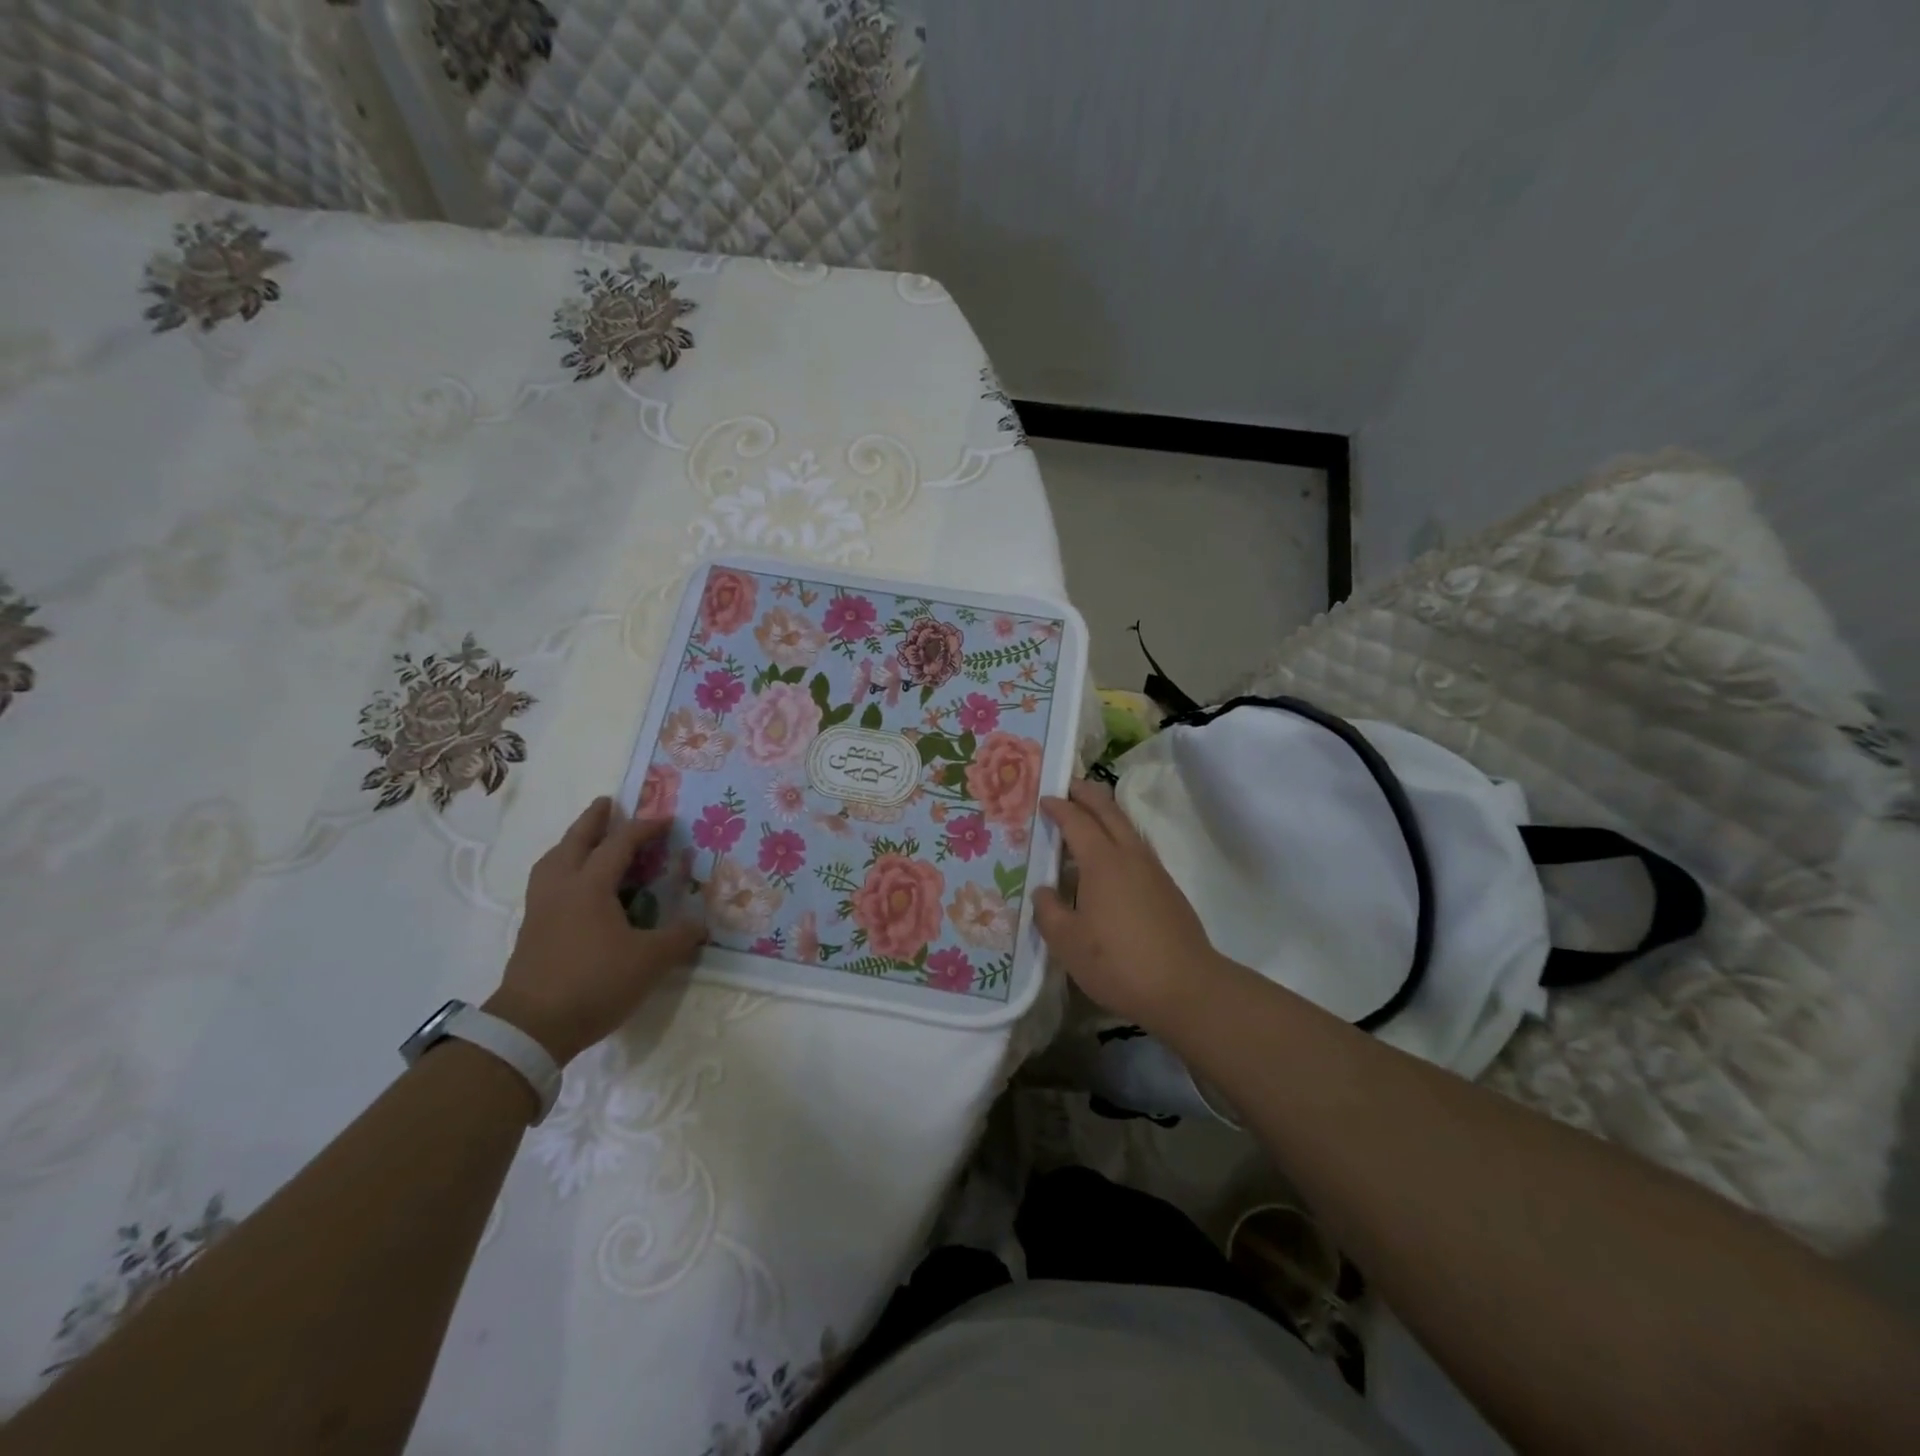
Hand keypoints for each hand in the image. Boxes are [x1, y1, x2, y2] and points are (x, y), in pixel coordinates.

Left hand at [487, 798, 704, 1064]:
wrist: (532, 1027)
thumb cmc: (595, 983)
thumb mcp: (650, 960)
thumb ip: (679, 937)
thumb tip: (700, 923)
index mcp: (590, 886)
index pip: (619, 844)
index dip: (644, 828)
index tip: (666, 818)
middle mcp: (562, 888)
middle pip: (574, 842)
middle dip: (593, 820)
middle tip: (607, 803)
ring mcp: (541, 909)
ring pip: (552, 861)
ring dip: (570, 843)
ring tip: (584, 840)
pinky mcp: (531, 931)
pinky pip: (546, 884)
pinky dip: (561, 869)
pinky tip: (573, 886)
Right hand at [1033, 779, 1226, 1027]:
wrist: (1186, 987)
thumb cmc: (1119, 962)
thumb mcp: (1068, 943)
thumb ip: (1050, 911)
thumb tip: (1045, 891)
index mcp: (1102, 862)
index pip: (1077, 822)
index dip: (1059, 808)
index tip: (1044, 799)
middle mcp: (1130, 856)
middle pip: (1109, 812)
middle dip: (1088, 794)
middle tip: (1070, 785)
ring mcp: (1153, 871)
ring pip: (1127, 828)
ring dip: (1107, 814)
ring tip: (1089, 815)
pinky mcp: (1167, 889)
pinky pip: (1137, 848)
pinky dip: (1119, 838)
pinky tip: (1112, 860)